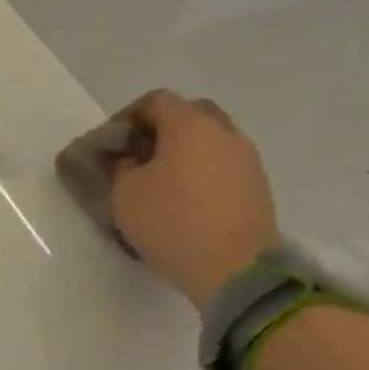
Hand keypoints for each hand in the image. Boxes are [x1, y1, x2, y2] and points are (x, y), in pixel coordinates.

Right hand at [102, 90, 280, 309]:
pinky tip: (186, 199)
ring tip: (161, 181)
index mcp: (190, 125)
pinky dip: (202, 172)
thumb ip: (121, 167)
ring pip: (210, 140)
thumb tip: (129, 159)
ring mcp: (247, 160)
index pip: (156, 101)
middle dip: (161, 129)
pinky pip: (223, 165)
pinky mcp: (257, 187)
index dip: (128, 116)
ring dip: (184, 152)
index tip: (112, 143)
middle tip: (138, 155)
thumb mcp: (126, 193)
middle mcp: (224, 133)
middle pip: (189, 114)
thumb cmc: (171, 221)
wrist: (234, 268)